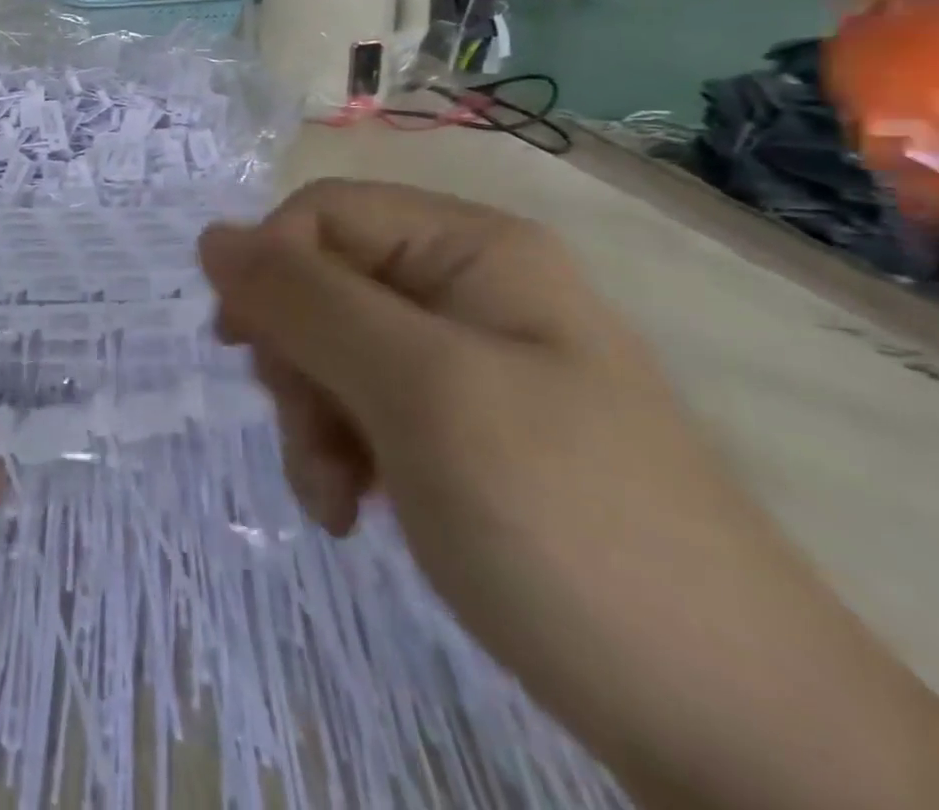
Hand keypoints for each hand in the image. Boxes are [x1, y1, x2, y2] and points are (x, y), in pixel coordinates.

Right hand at [200, 181, 938, 809]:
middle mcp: (464, 288)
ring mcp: (463, 362)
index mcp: (469, 248)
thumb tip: (211, 236)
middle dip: (295, 359)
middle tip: (313, 432)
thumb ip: (305, 301)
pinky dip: (336, 452)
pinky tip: (351, 509)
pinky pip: (359, 406)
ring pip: (328, 350)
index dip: (271, 270)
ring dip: (309, 417)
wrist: (727, 724)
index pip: (321, 214)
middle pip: (320, 284)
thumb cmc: (562, 520)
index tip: (245, 349)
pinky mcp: (458, 427)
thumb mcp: (418, 391)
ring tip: (335, 493)